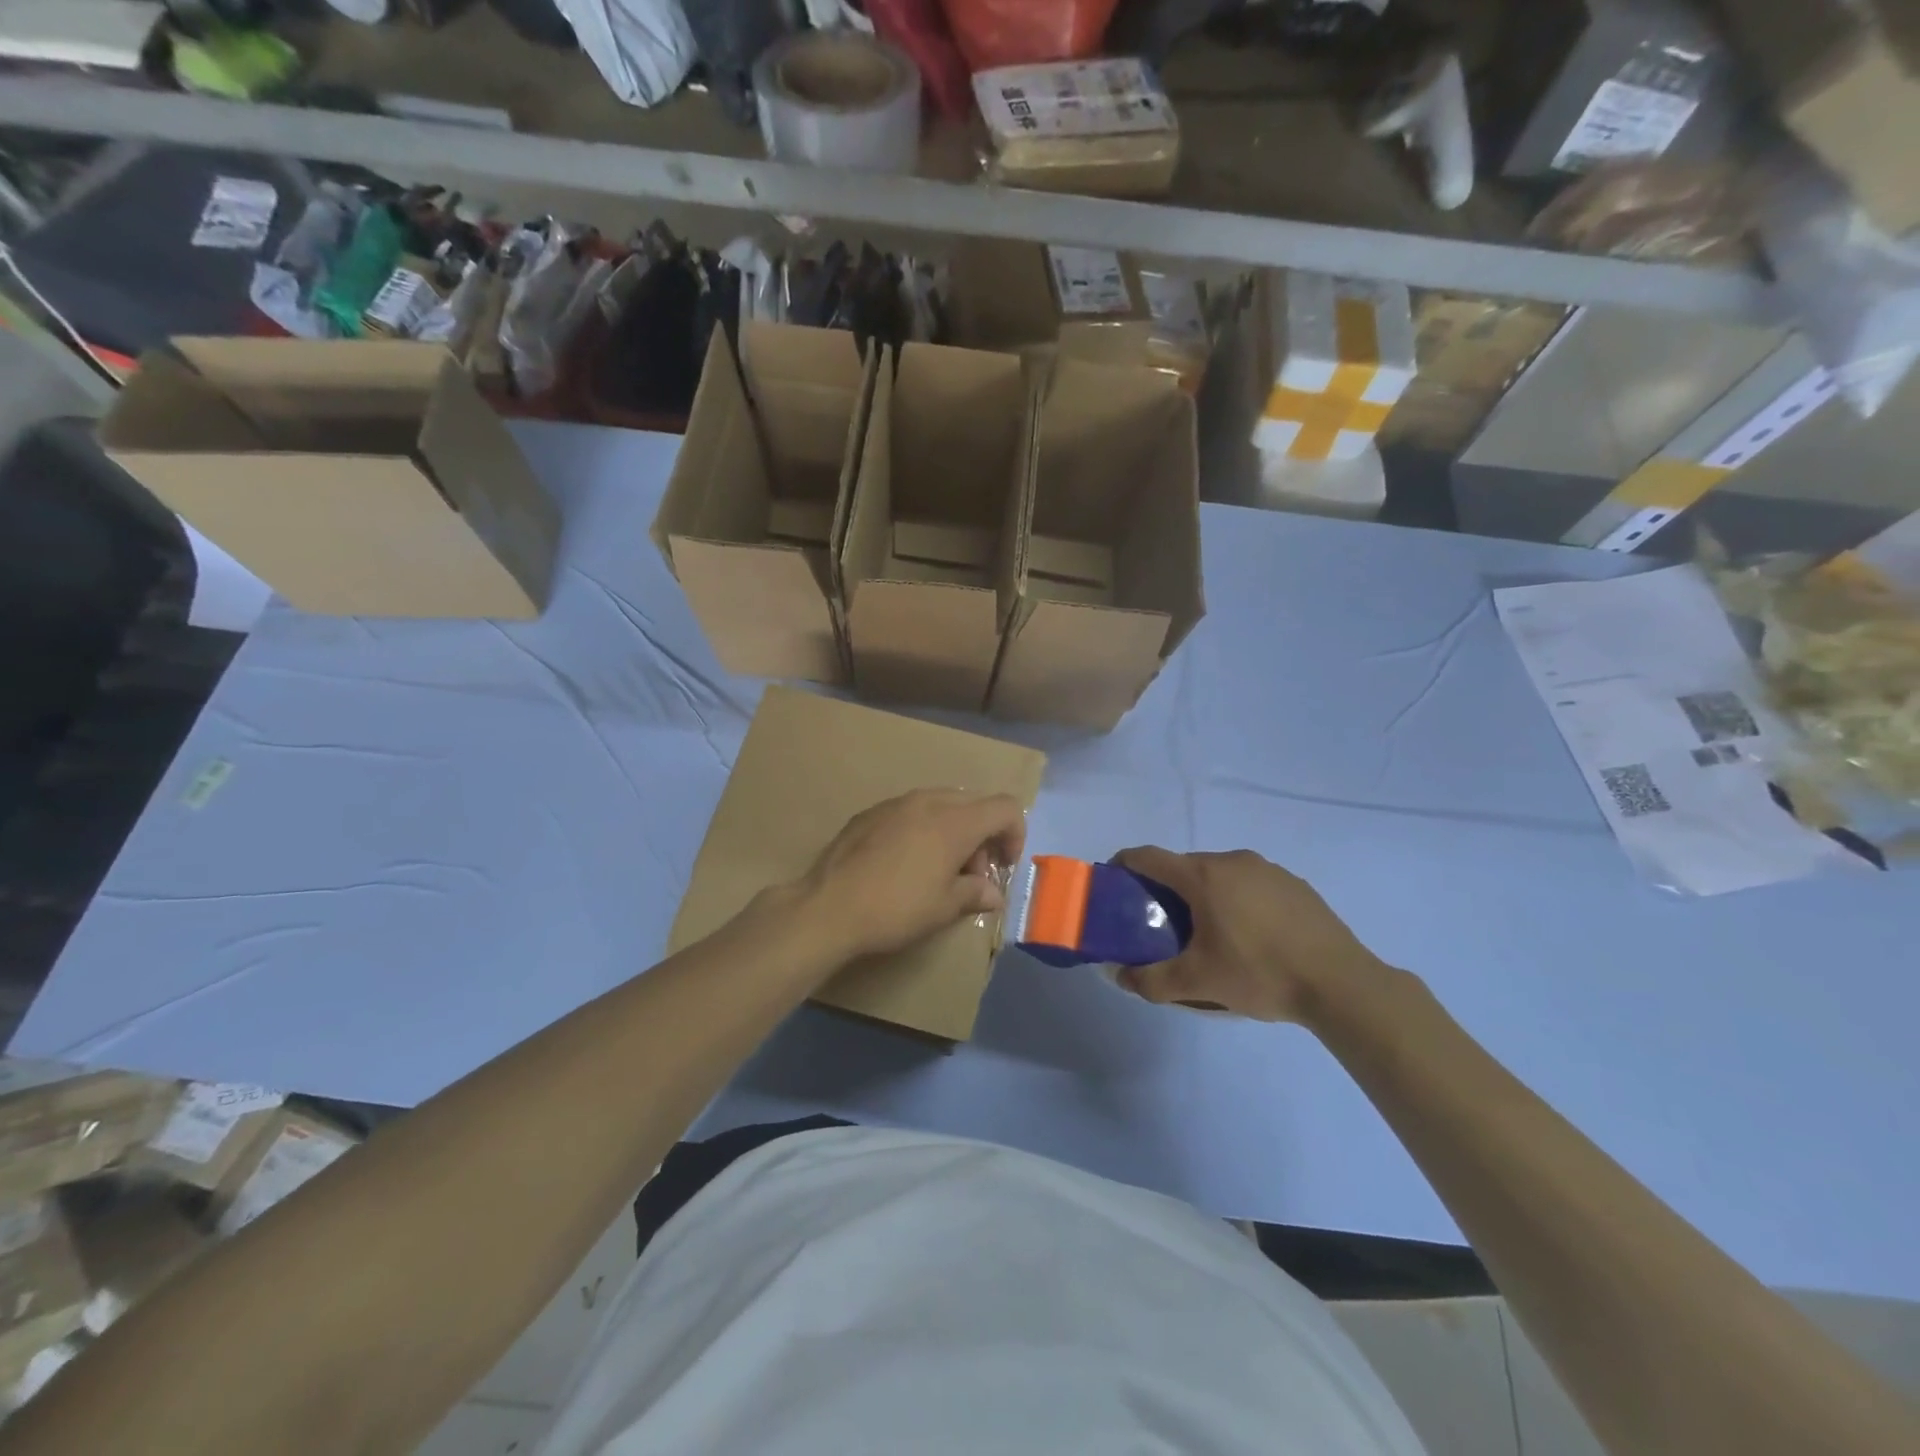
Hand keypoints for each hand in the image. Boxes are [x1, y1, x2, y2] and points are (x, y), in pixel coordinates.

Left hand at [796, 790, 1027, 962]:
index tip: (1003, 866)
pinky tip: (905, 863)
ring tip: (939, 870)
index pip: (1005, 808)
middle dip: (983, 836)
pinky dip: (923, 830)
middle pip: (974, 804)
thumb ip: (975, 893)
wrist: (828, 907)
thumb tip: (993, 893)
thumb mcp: (944, 908)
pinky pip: (910, 811)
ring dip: (953, 831)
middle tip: (972, 875)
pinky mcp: (870, 813)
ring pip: (941, 805)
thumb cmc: (896, 908)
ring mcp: (895, 803)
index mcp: (955, 821)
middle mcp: (928, 801)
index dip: (1015, 835)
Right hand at [1111, 847, 1387, 1021]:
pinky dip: (1236, 900)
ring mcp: (1268, 869)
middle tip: (1160, 922)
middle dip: (1165, 888)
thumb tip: (1119, 976)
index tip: (1113, 882)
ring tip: (1206, 932)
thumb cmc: (1260, 973)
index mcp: (1203, 876)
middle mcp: (1232, 861)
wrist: (1341, 983)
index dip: (1124, 864)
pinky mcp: (1294, 884)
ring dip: (1203, 894)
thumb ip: (1151, 980)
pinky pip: (1250, 884)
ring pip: (1219, 874)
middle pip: (1184, 865)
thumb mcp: (1198, 983)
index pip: (1149, 856)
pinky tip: (1250, 935)